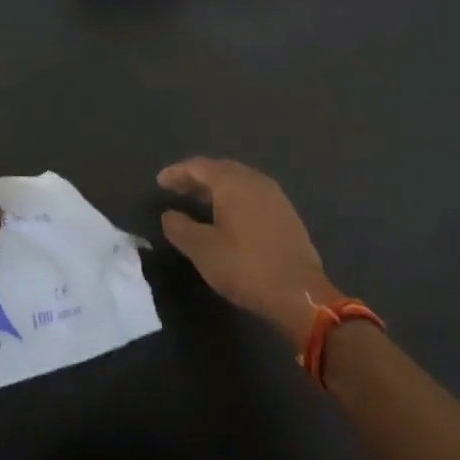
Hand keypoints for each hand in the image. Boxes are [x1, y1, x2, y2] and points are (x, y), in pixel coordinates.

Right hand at [156, 157, 344, 346]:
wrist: (299, 292)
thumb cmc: (245, 267)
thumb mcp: (203, 250)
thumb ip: (180, 228)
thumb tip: (169, 214)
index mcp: (233, 183)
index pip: (199, 166)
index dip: (178, 172)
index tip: (160, 181)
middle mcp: (256, 181)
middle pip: (221, 170)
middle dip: (196, 177)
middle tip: (177, 188)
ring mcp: (275, 196)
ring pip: (239, 182)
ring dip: (216, 188)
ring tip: (198, 201)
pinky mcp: (286, 213)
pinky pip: (253, 195)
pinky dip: (234, 198)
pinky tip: (227, 216)